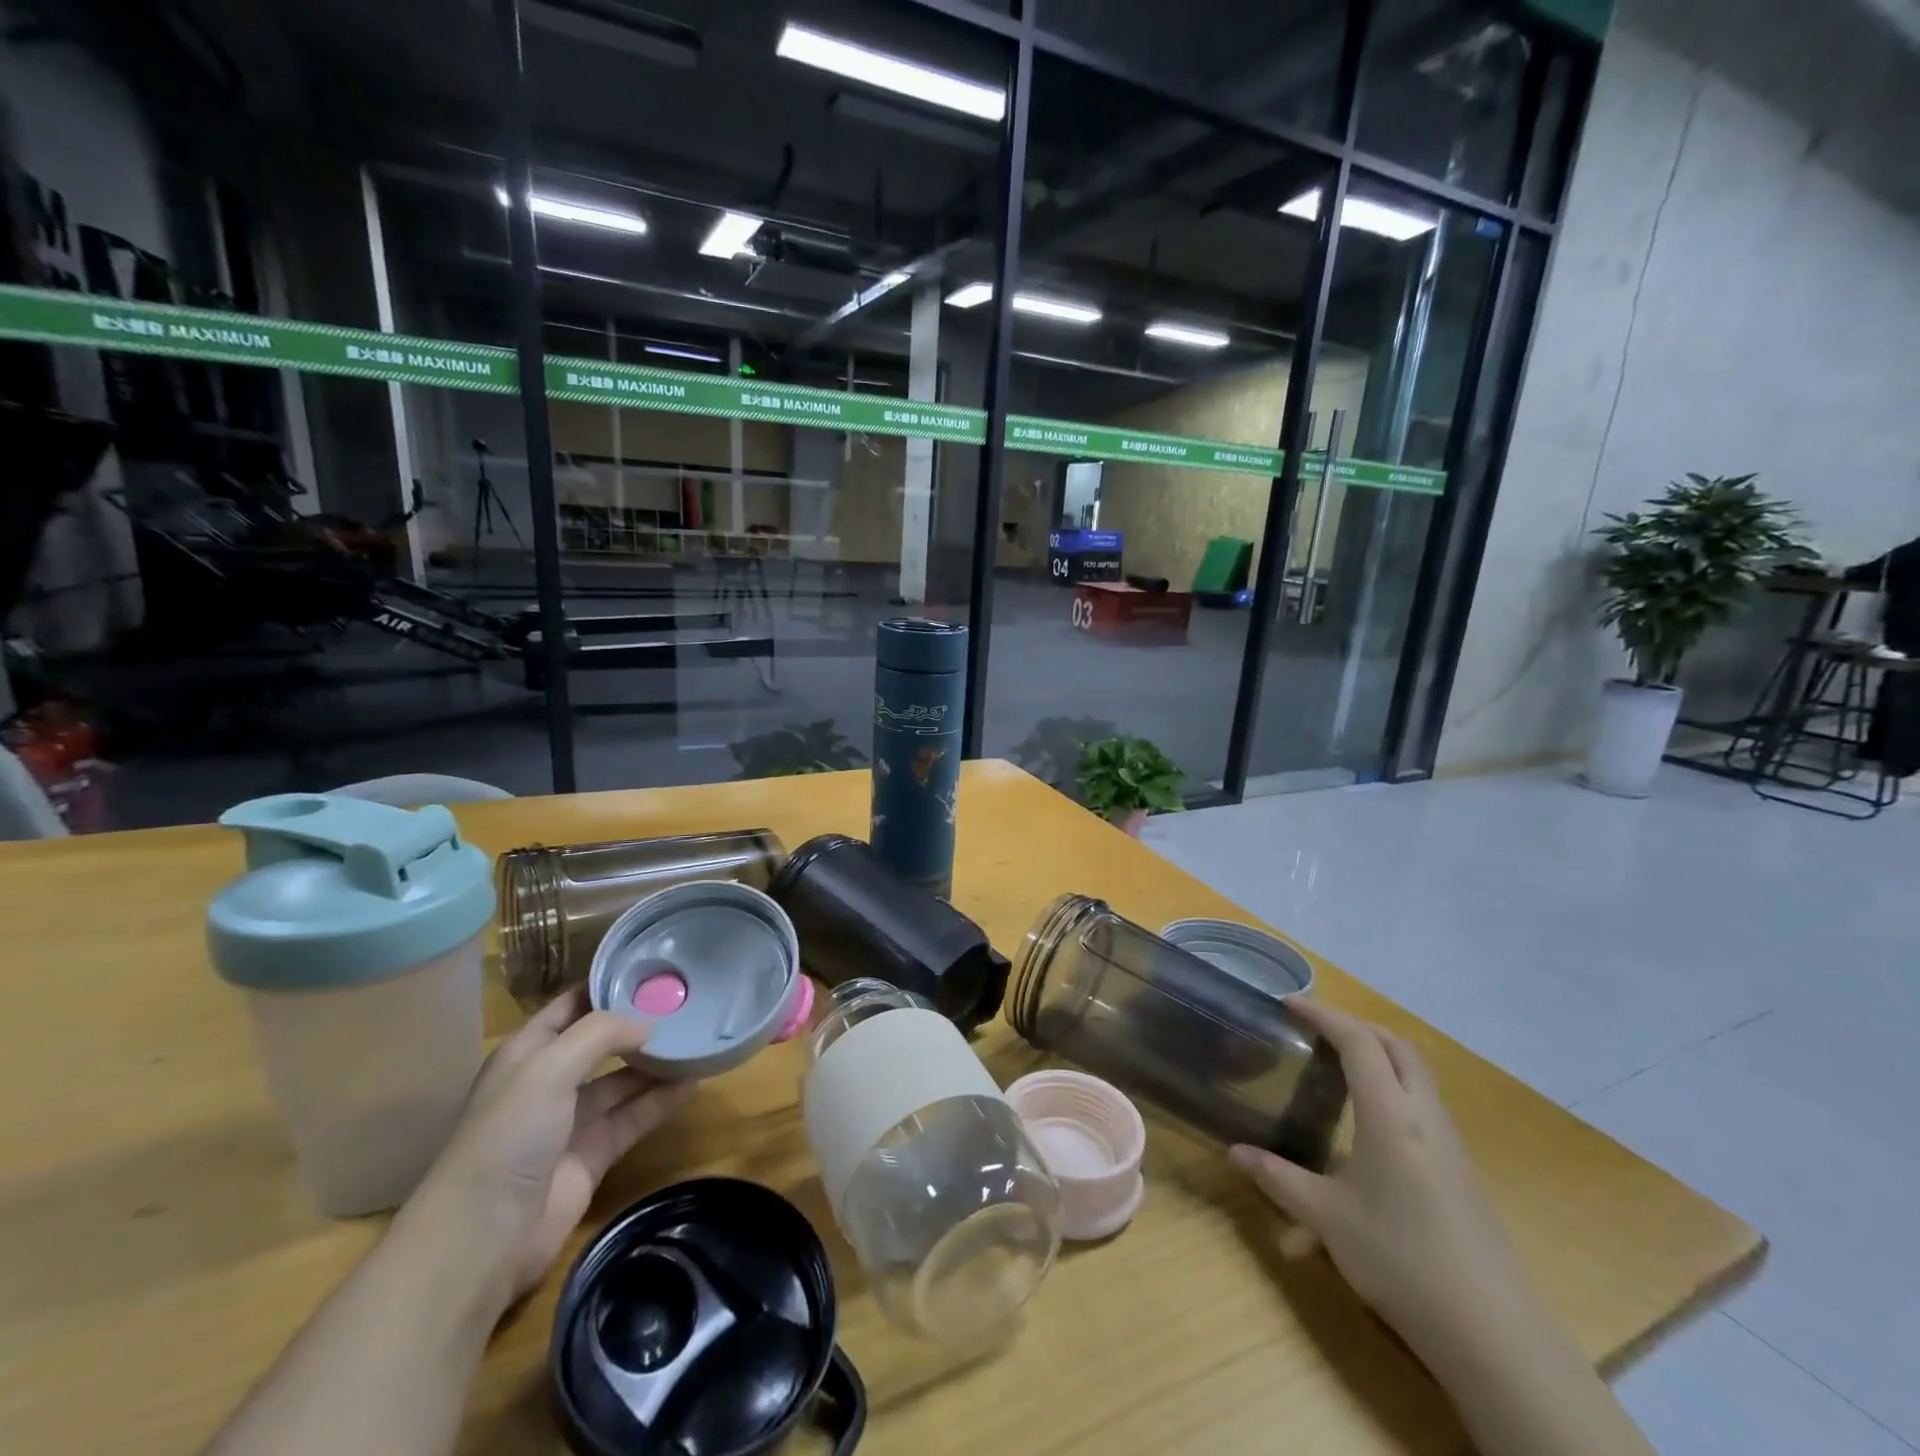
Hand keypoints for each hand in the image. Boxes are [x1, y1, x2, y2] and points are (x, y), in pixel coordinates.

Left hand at [400, 986, 694, 1316]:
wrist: (483, 1237)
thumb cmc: (508, 1136)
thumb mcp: (549, 1067)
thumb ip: (601, 1034)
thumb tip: (647, 1024)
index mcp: (528, 1052)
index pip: (572, 1006)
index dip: (608, 985)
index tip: (654, 969)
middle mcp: (550, 1081)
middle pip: (603, 1043)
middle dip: (640, 1025)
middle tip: (688, 1004)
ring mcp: (571, 1121)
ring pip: (623, 1082)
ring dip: (656, 1064)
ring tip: (699, 1041)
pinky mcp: (593, 1156)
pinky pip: (633, 1118)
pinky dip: (661, 1102)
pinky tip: (693, 1084)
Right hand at [1230, 1000, 1535, 1361]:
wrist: (1494, 1335)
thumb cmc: (1401, 1260)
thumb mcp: (1326, 1218)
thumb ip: (1279, 1178)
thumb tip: (1235, 1153)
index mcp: (1390, 1114)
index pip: (1358, 1041)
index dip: (1323, 1015)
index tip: (1289, 1005)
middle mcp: (1424, 1117)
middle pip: (1397, 1047)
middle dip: (1356, 1027)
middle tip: (1316, 1030)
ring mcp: (1449, 1146)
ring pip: (1416, 1076)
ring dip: (1379, 1057)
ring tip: (1339, 1068)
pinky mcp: (1461, 1173)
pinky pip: (1423, 1108)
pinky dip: (1393, 1091)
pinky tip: (1368, 1128)